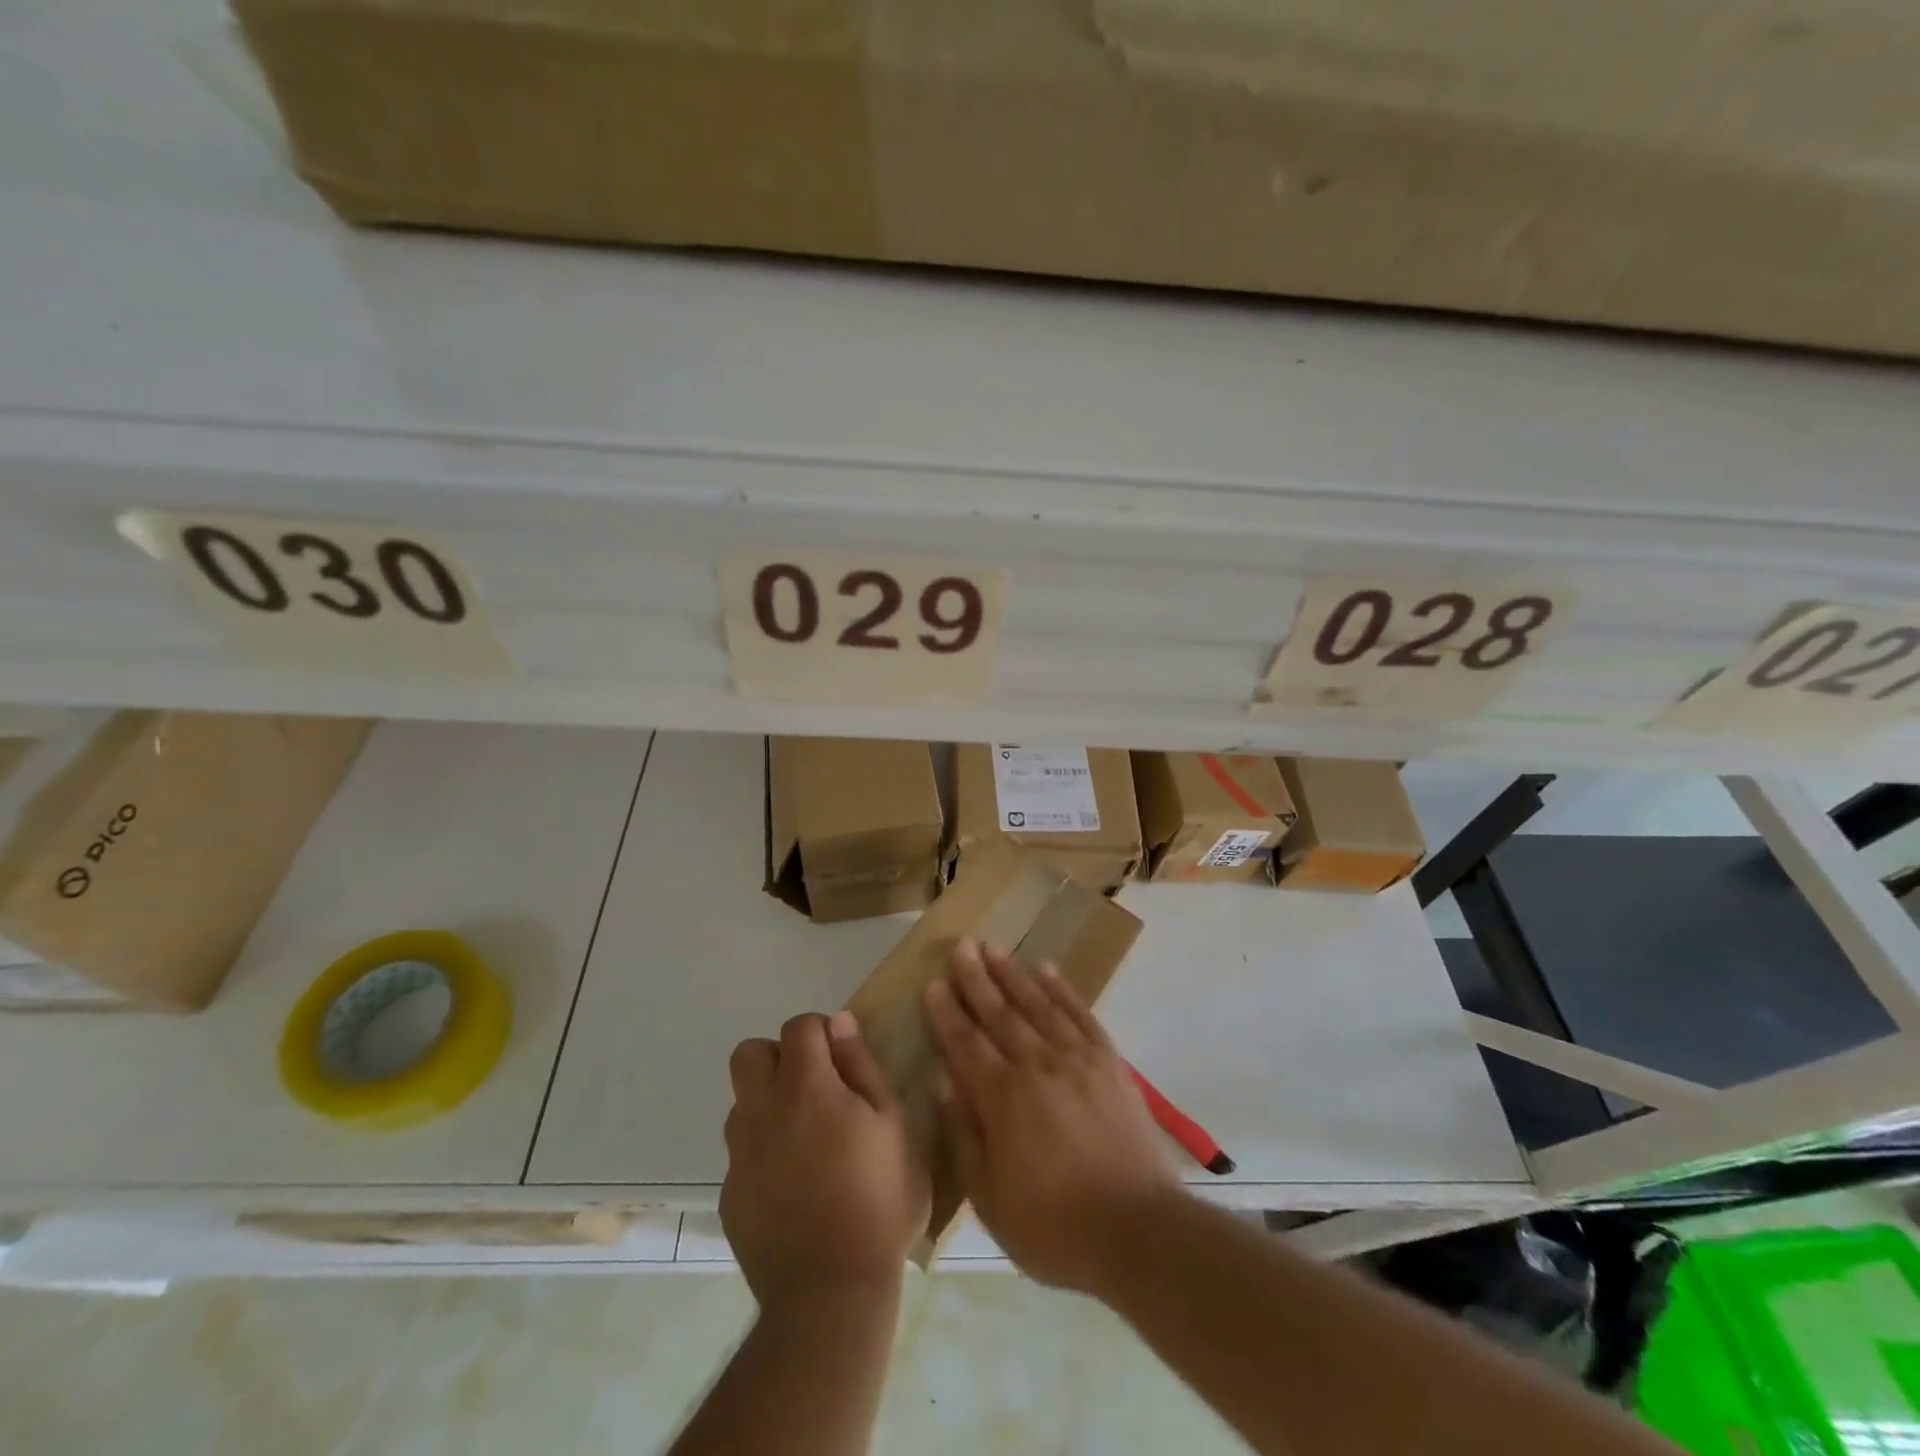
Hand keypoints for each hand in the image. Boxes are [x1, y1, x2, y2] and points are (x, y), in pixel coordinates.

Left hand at [721, 1011, 930, 1311]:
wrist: (830, 1294)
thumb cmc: (879, 1201)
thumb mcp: (893, 1125)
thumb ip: (862, 1066)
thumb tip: (840, 1022)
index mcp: (806, 1087)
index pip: (799, 1027)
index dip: (821, 1032)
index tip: (842, 1060)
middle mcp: (763, 1111)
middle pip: (750, 1054)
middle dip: (779, 1057)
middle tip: (814, 1088)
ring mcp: (740, 1155)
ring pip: (741, 1104)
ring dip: (768, 1105)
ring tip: (805, 1140)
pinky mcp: (730, 1196)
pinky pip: (741, 1155)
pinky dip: (763, 1155)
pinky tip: (793, 1186)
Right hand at [922, 938, 1180, 1294]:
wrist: (1138, 1231)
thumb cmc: (1054, 1226)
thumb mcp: (990, 1198)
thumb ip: (963, 1133)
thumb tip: (941, 1078)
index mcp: (1002, 1097)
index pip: (965, 1042)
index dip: (947, 1012)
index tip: (933, 983)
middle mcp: (1036, 1065)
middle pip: (999, 1013)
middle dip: (976, 979)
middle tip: (961, 947)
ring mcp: (1076, 1058)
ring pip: (1037, 1004)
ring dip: (1012, 974)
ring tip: (993, 948)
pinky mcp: (1108, 1062)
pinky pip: (1080, 1014)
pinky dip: (1061, 990)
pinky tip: (1046, 970)